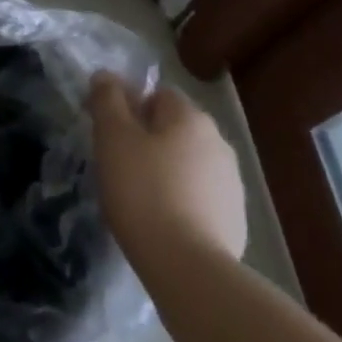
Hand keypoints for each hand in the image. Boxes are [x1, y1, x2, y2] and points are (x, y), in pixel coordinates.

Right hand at [87, 74, 247, 268]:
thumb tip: (106, 75)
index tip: (109, 133)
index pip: (158, 94)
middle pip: (174, 128)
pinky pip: (200, 196)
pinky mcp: (235, 219)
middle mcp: (219, 142)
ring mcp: (232, 183)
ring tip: (138, 196)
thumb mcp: (112, 137)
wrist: (187, 266)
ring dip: (166, 170)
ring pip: (188, 163)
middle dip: (148, 139)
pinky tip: (162, 220)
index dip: (130, 107)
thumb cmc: (143, 190)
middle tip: (118, 164)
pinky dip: (182, 200)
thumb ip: (107, 100)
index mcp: (191, 117)